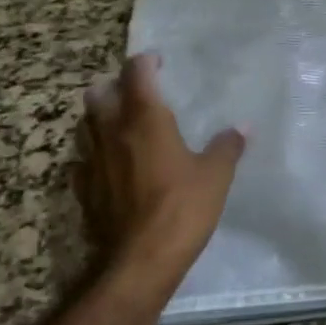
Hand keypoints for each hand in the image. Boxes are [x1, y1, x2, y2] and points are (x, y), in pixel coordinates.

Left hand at [72, 53, 245, 297]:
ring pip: (85, 125)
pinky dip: (95, 155)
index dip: (146, 62)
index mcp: (145, 119)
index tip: (160, 63)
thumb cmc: (182, 208)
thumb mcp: (216, 176)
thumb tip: (242, 128)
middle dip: (115, 86)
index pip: (136, 73)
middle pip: (98, 93)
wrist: (139, 262)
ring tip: (123, 126)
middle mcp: (112, 132)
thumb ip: (227, 147)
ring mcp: (92, 162)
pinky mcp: (84, 191)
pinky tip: (112, 166)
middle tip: (137, 93)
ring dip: (101, 118)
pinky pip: (83, 161)